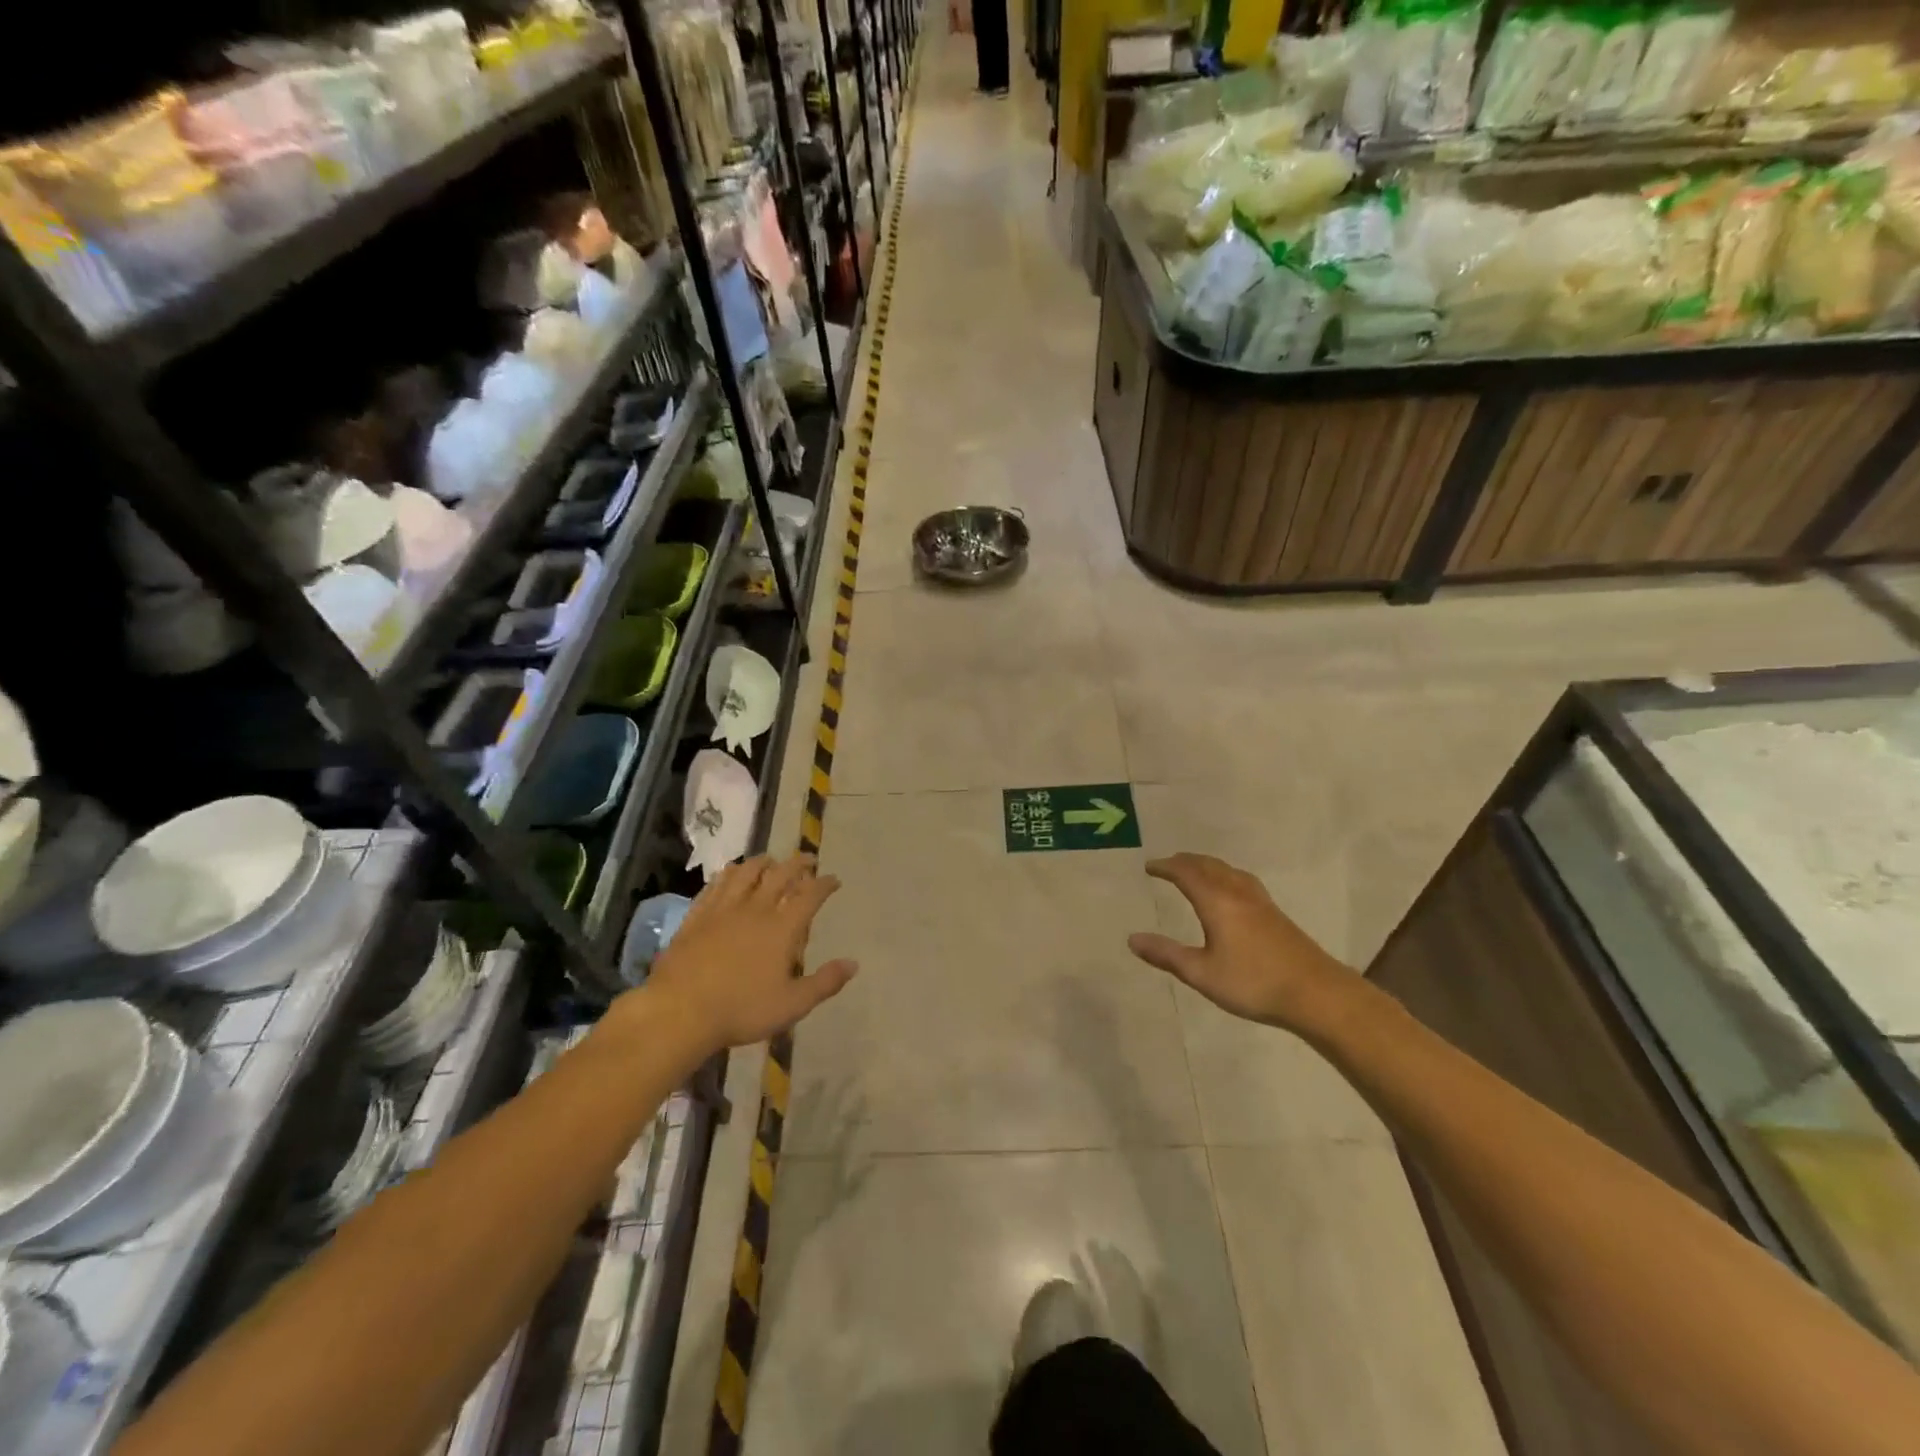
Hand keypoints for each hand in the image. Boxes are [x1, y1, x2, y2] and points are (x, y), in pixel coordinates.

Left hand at [639, 855, 857, 1052]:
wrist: (680, 1011)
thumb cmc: (741, 1009)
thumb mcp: (792, 1004)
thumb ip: (825, 982)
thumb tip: (853, 964)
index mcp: (782, 927)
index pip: (810, 895)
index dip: (825, 884)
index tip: (834, 879)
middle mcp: (755, 909)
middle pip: (780, 874)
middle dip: (797, 863)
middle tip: (807, 859)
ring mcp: (722, 909)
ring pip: (745, 872)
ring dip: (762, 862)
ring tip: (770, 860)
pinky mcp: (696, 916)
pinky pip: (715, 885)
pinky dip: (727, 875)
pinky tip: (729, 875)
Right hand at [1128, 853, 1362, 1035]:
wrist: (1316, 993)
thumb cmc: (1253, 983)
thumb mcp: (1202, 973)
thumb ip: (1166, 955)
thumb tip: (1132, 939)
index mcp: (1216, 901)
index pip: (1185, 873)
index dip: (1165, 867)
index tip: (1149, 867)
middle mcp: (1237, 893)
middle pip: (1208, 866)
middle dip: (1185, 862)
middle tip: (1168, 864)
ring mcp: (1260, 902)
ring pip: (1228, 871)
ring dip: (1207, 866)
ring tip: (1195, 871)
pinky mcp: (1275, 914)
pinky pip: (1242, 880)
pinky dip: (1225, 875)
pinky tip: (1231, 890)